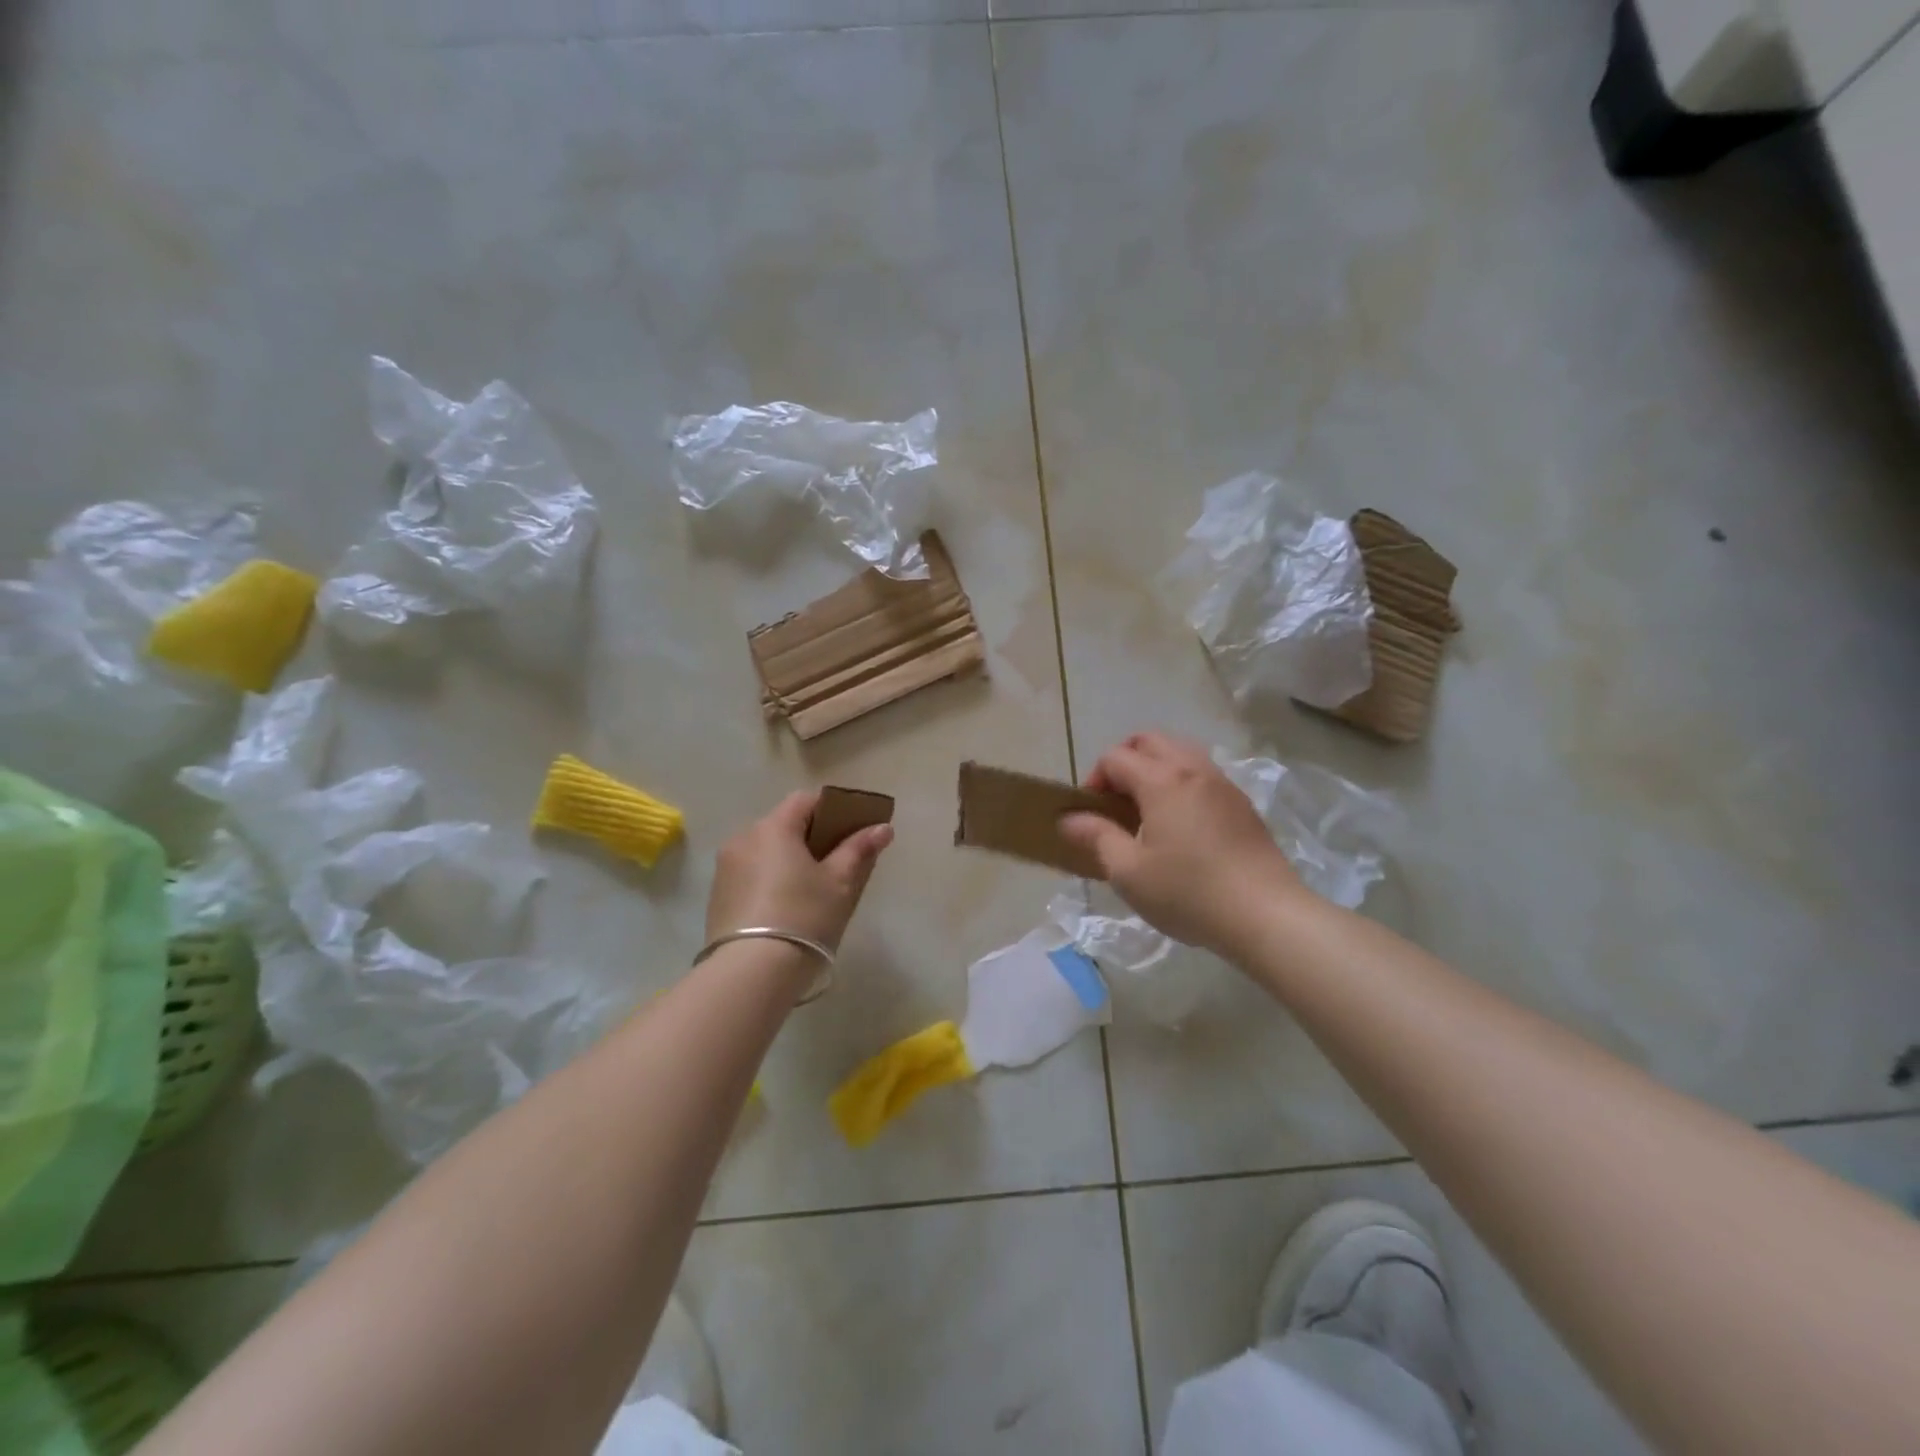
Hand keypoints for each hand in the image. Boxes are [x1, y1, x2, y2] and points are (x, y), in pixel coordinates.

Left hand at [706, 790, 892, 949]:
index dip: (833, 809)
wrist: (751, 973)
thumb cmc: (804, 917)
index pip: (805, 800)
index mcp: (773, 828)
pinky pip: (751, 874)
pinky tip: (786, 906)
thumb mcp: (840, 883)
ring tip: (812, 888)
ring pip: (765, 851)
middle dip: (812, 836)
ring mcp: (725, 868)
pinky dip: (771, 879)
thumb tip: (882, 828)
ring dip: (789, 859)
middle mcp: (743, 839)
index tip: (853, 830)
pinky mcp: (718, 897)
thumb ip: (860, 849)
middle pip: (784, 825)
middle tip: (838, 862)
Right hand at [1059, 733, 1297, 951]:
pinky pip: (1202, 774)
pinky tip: (1180, 824)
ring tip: (1146, 810)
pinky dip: (1181, 782)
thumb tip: (1069, 818)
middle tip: (1115, 801)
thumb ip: (1097, 837)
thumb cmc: (1188, 892)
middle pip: (1149, 741)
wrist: (1266, 914)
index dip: (1094, 779)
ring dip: (1155, 768)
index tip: (1090, 815)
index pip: (1115, 758)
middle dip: (1124, 761)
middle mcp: (1193, 769)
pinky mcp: (1242, 804)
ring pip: (1180, 752)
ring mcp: (1223, 784)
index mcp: (1161, 780)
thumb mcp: (1128, 871)